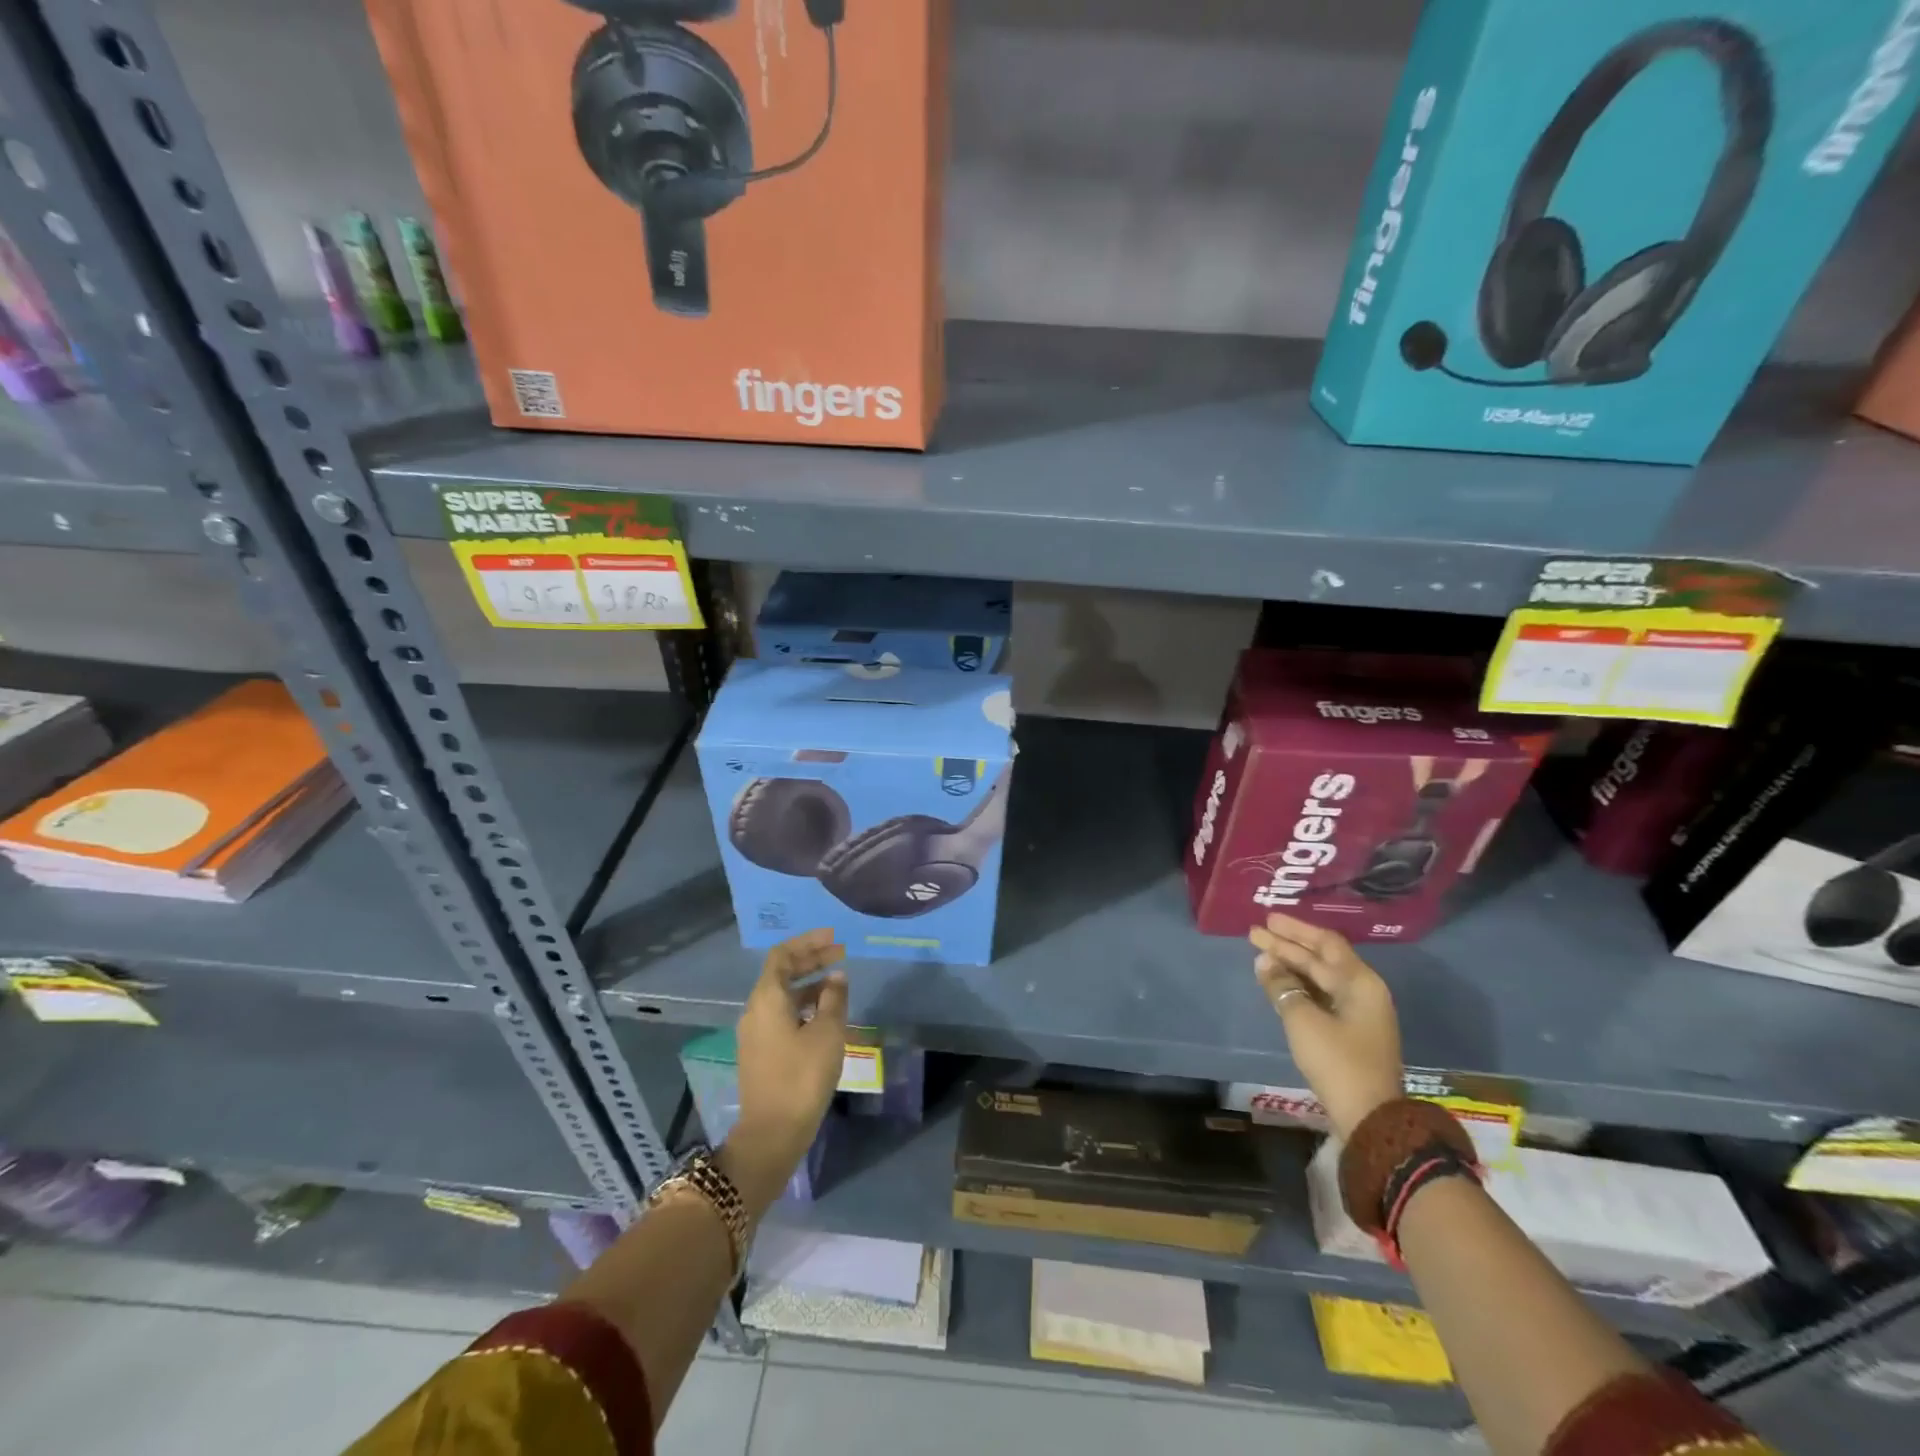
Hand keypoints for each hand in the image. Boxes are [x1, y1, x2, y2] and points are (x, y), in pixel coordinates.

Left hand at [725, 929, 848, 1216]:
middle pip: (781, 973)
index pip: (783, 955)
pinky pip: (781, 1014)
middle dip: (810, 960)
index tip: (833, 937)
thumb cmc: (802, 1076)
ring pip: (782, 995)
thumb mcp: (827, 1032)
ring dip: (808, 983)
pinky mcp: (760, 1053)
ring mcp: (755, 1033)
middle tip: (840, 954)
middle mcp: (755, 1010)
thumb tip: (836, 976)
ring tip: (837, 982)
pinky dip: (802, 1004)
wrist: (772, 1133)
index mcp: (767, 998)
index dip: (807, 942)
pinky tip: (824, 1013)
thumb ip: (833, 998)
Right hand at [1250, 912, 1403, 1140]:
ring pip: (1320, 978)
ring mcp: (1358, 1013)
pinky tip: (1277, 983)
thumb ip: (1282, 986)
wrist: (1369, 1117)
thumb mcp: (1303, 1020)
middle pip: (1321, 959)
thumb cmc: (1337, 1060)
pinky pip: (1321, 996)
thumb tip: (1265, 962)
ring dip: (1291, 966)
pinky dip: (1299, 987)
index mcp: (1359, 982)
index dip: (1295, 930)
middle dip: (1288, 946)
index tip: (1267, 920)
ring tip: (1260, 956)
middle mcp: (1362, 991)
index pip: (1325, 943)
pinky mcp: (1350, 1032)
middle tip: (1255, 933)